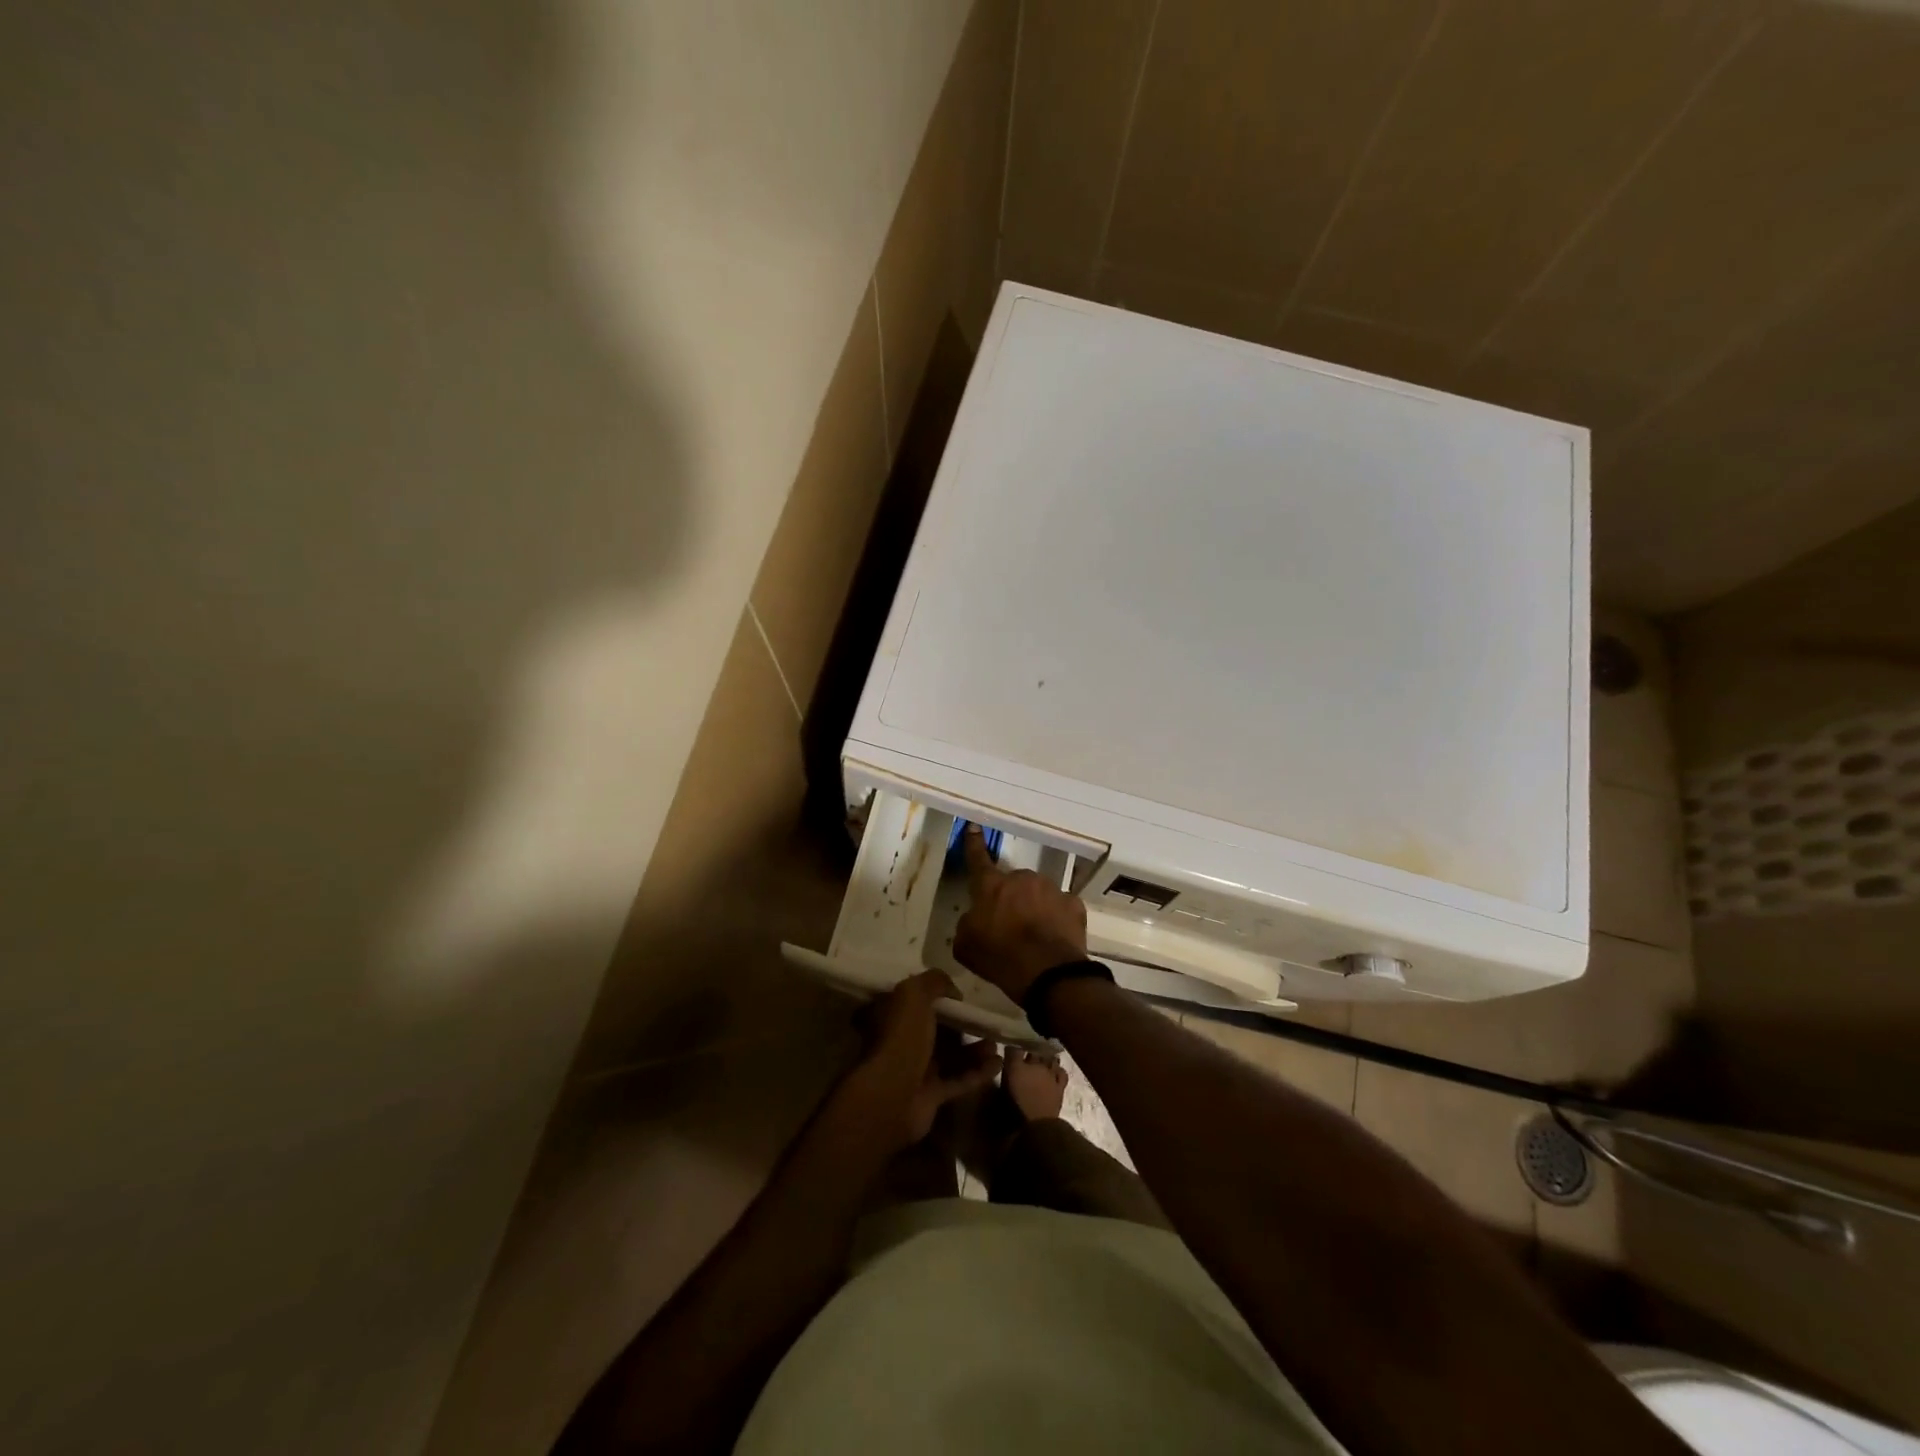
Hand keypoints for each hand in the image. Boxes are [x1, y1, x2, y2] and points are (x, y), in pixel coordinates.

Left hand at [843, 970, 1001, 1149]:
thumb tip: (954, 990)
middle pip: (936, 1029)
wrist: (894, 1095)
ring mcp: (916, 1070)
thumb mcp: (914, 994)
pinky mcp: (931, 1094)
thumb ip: (935, 982)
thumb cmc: (903, 1038)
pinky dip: (977, 1072)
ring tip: (995, 1043)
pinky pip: (958, 1079)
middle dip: (961, 1024)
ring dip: (974, 1049)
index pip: (915, 1001)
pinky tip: (997, 1064)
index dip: (938, 995)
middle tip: (984, 1019)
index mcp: (892, 1015)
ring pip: (950, 1055)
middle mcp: (901, 1041)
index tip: (962, 994)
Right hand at [952, 825, 1088, 1004]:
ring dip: (1035, 908)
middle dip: (1011, 899)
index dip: (973, 843)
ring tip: (1035, 937)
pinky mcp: (1074, 904)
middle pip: (1013, 884)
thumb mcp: (965, 945)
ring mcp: (1051, 889)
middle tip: (1010, 927)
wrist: (1048, 974)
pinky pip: (1061, 907)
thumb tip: (976, 918)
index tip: (973, 827)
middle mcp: (1022, 879)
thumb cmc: (999, 957)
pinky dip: (1057, 919)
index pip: (977, 859)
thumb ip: (968, 924)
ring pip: (1038, 893)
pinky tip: (1054, 938)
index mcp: (991, 886)